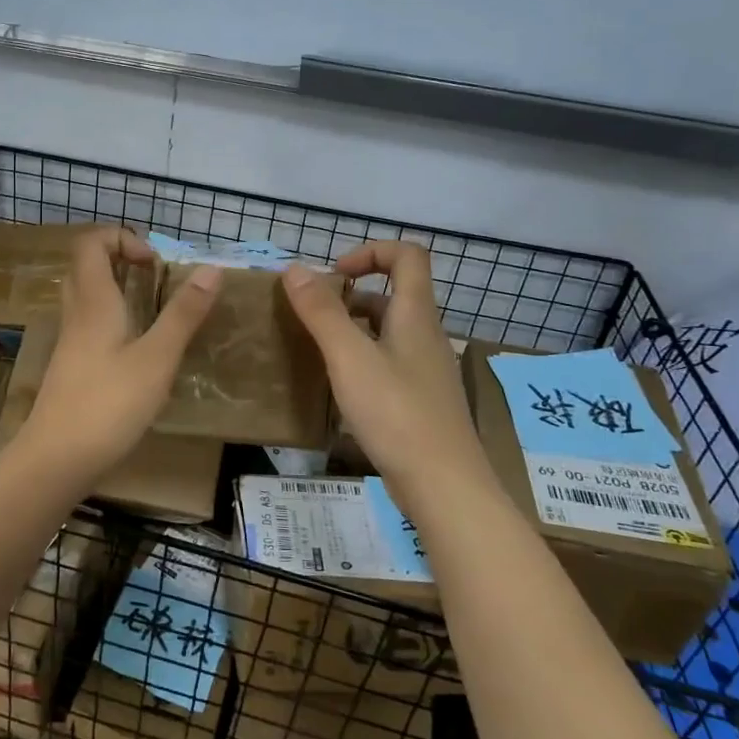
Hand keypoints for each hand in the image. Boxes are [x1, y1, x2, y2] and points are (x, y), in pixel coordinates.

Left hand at [18, 227, 220, 478]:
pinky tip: (136, 347)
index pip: (91, 243)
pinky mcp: (70, 366)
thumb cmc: (109, 404)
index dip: (121, 238)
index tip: (155, 263)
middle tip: (153, 278)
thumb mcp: (157, 358)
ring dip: (115, 288)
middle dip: (119, 259)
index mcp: (94, 301)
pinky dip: (111, 317)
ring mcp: (69, 341)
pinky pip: (87, 322)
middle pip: (85, 265)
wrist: (56, 459)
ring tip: (150, 308)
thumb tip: (211, 269)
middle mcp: (76, 313)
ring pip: (85, 295)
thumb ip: (183, 314)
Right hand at [283, 242, 484, 507]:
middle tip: (312, 315)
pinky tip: (337, 386)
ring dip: (352, 328)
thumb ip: (321, 312)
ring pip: (387, 331)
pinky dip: (360, 360)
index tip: (333, 275)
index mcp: (415, 315)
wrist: (444, 487)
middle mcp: (425, 336)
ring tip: (316, 348)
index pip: (407, 255)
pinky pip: (388, 363)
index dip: (370, 251)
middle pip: (393, 294)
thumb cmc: (397, 413)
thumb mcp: (350, 358)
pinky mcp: (419, 401)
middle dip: (350, 295)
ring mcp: (425, 370)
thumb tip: (294, 268)